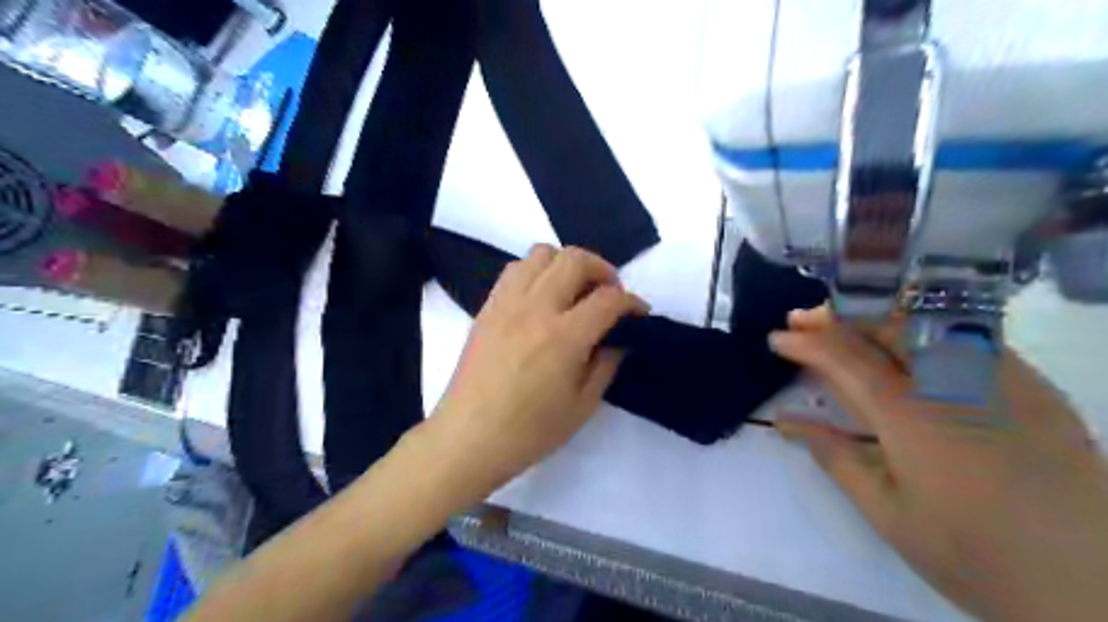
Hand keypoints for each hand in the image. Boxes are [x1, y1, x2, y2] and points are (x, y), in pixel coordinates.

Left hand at [426, 245, 651, 492]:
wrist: (469, 437)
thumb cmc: (530, 431)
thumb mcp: (583, 405)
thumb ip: (607, 364)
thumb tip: (620, 339)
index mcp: (564, 337)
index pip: (608, 299)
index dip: (632, 302)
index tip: (639, 313)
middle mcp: (536, 308)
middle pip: (575, 260)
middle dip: (603, 270)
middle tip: (610, 293)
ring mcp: (507, 303)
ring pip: (542, 253)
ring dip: (567, 264)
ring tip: (574, 289)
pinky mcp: (487, 307)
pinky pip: (515, 269)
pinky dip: (537, 271)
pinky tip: (542, 296)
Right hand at [773, 306, 1107, 621]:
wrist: (1097, 588)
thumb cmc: (973, 554)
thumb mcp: (887, 513)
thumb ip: (834, 457)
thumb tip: (786, 421)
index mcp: (910, 415)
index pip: (845, 359)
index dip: (806, 343)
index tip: (776, 338)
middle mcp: (952, 382)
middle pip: (883, 329)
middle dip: (836, 318)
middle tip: (802, 319)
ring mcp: (999, 379)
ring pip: (925, 325)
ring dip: (874, 318)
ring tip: (843, 323)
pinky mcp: (1033, 386)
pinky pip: (967, 339)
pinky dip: (922, 330)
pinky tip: (907, 343)